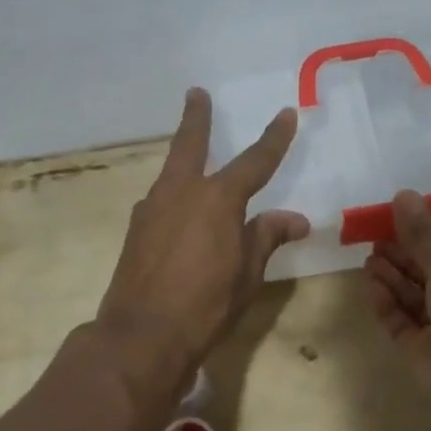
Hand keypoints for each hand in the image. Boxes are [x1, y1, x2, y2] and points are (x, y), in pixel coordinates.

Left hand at [97, 88, 309, 388]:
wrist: (141, 336)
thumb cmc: (206, 304)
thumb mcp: (248, 272)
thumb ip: (267, 237)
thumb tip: (295, 219)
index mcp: (217, 198)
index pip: (255, 161)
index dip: (274, 138)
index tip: (286, 114)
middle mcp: (181, 192)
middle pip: (190, 145)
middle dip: (196, 118)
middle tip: (195, 94)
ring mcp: (152, 209)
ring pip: (171, 172)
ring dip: (183, 158)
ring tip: (192, 157)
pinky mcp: (136, 231)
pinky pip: (160, 201)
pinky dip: (174, 196)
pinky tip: (178, 212)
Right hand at [363, 190, 430, 408]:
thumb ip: (421, 232)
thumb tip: (402, 193)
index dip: (422, 231)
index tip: (392, 216)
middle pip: (425, 268)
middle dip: (400, 252)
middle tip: (372, 235)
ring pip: (410, 293)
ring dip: (390, 274)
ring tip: (368, 258)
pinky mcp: (419, 347)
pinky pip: (398, 318)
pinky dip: (384, 301)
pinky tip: (370, 283)